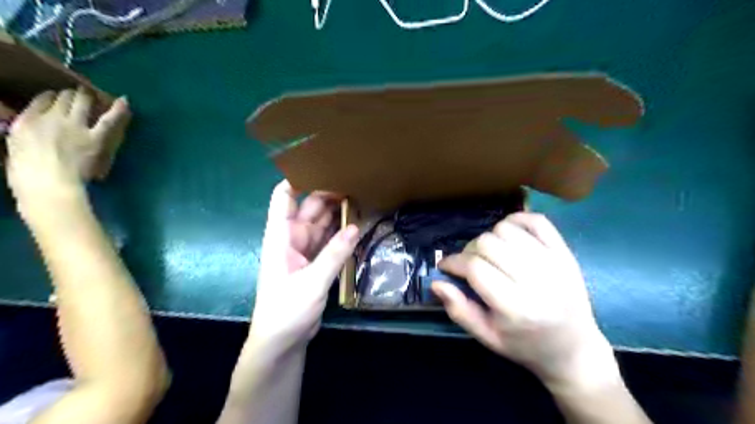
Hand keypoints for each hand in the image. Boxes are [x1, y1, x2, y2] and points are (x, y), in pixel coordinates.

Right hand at [6, 87, 128, 214]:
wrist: (47, 183)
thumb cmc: (27, 174)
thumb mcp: (15, 148)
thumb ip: (25, 135)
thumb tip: (33, 133)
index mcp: (25, 121)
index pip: (40, 101)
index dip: (52, 98)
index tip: (57, 98)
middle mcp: (50, 118)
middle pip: (63, 99)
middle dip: (71, 95)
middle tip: (78, 94)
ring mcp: (75, 126)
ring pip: (83, 103)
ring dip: (87, 97)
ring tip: (91, 94)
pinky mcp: (95, 137)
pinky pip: (109, 119)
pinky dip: (118, 109)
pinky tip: (124, 101)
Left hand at [250, 181, 358, 352]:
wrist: (282, 341)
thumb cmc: (286, 310)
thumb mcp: (312, 282)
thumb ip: (334, 254)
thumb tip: (355, 226)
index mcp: (280, 236)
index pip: (284, 197)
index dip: (299, 179)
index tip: (322, 165)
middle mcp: (291, 238)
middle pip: (310, 208)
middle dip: (328, 194)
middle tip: (355, 180)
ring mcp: (304, 250)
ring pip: (322, 224)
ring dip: (337, 213)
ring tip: (360, 197)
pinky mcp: (315, 262)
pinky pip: (329, 241)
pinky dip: (340, 233)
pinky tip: (356, 224)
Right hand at [431, 214, 619, 392]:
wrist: (574, 349)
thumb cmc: (525, 345)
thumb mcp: (487, 337)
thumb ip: (459, 310)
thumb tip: (436, 282)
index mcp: (516, 308)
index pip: (475, 269)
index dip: (453, 263)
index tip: (446, 267)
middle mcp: (537, 281)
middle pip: (488, 244)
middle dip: (469, 251)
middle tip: (468, 264)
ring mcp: (554, 263)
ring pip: (506, 229)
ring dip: (489, 238)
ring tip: (490, 254)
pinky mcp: (565, 252)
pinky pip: (536, 221)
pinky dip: (516, 220)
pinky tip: (509, 235)